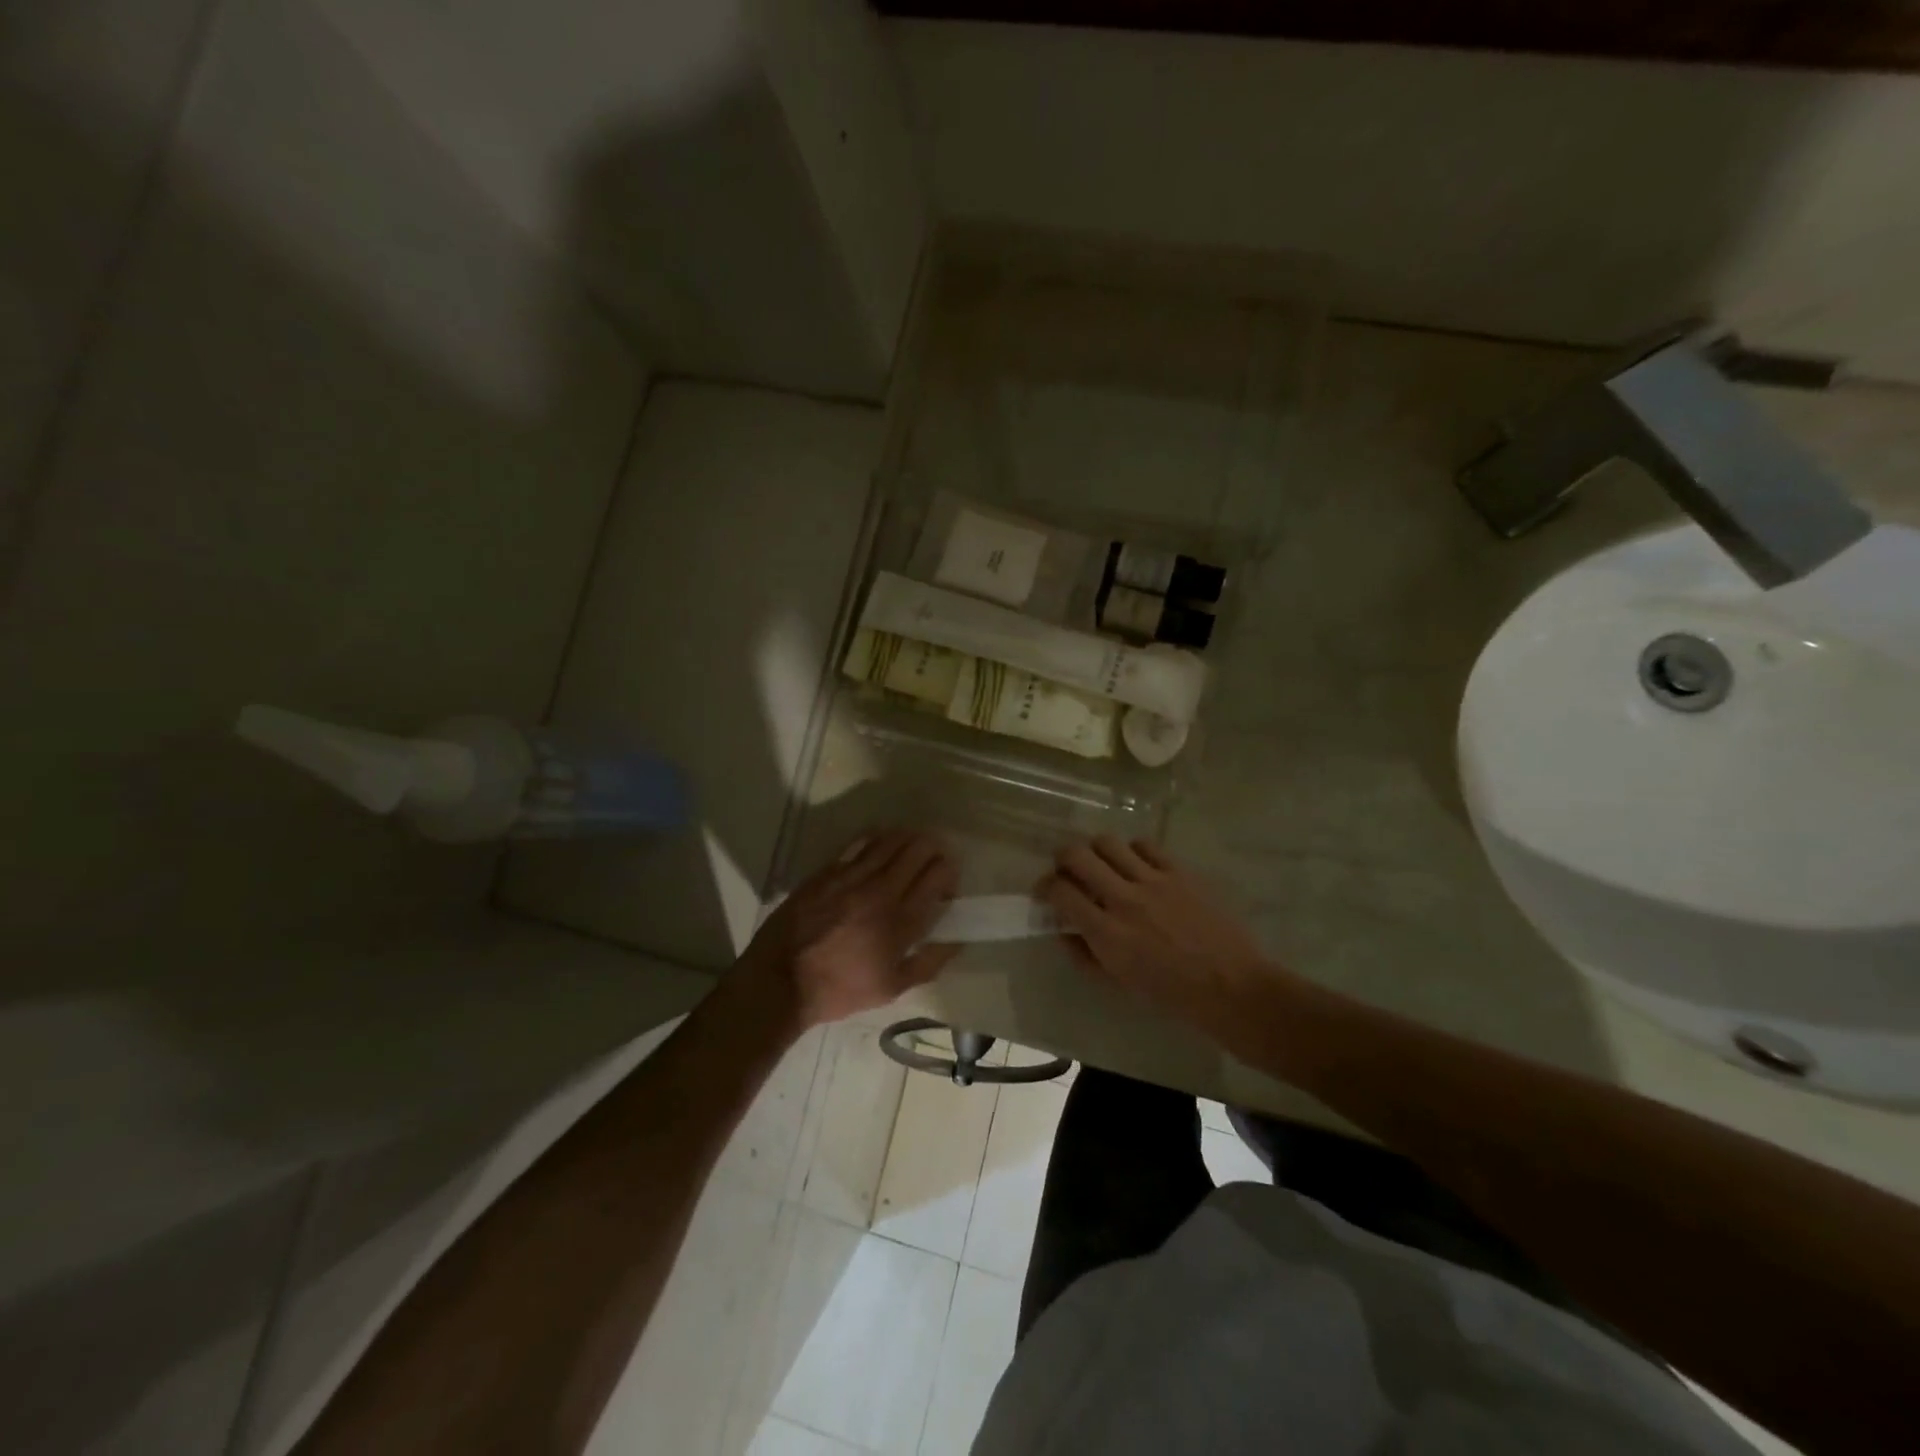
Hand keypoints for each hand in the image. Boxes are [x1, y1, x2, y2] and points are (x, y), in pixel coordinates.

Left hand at [739, 829, 960, 1028]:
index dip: (950, 872)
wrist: (780, 980)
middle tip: (933, 861)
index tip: (946, 886)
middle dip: (935, 849)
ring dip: (909, 839)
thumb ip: (929, 963)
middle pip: (919, 848)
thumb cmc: (839, 989)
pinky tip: (880, 846)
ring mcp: (852, 876)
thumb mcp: (891, 989)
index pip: (939, 874)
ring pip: (892, 839)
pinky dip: (878, 839)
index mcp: (901, 921)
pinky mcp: (828, 870)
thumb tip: (957, 941)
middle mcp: (881, 890)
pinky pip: (860, 842)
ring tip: (911, 848)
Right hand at [1038, 837, 1273, 1033]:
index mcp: (1106, 933)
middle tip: (1067, 869)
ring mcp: (1153, 881)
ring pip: (1108, 842)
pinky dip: (1133, 851)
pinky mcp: (1179, 872)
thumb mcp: (1119, 982)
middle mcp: (1124, 899)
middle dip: (1062, 858)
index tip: (1046, 892)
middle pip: (1077, 855)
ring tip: (1103, 864)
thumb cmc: (1172, 993)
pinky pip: (1145, 845)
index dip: (1045, 887)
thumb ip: (1085, 954)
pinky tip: (1137, 866)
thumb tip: (1063, 930)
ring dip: (1096, 851)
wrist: (1231, 986)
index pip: (1060, 892)